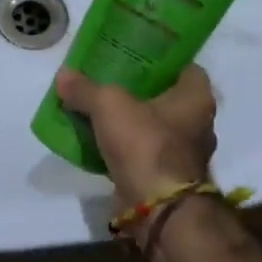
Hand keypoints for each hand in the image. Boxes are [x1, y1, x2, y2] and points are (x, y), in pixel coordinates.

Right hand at [54, 65, 216, 206]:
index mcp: (197, 97)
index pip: (184, 66)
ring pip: (153, 125)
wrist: (156, 207)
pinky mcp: (166, 176)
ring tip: (98, 107)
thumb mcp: (108, 105)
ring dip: (130, 119)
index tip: (133, 54)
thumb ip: (85, 89)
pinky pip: (142, 151)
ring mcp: (184, 153)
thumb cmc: (145, 143)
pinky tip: (99, 139)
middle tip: (108, 78)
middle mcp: (198, 123)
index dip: (160, 58)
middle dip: (139, 89)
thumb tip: (63, 76)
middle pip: (166, 96)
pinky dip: (124, 146)